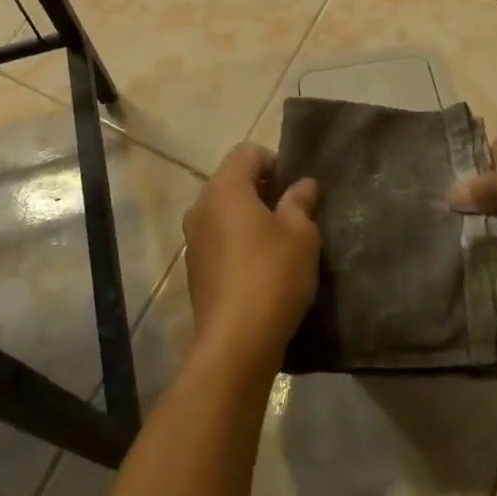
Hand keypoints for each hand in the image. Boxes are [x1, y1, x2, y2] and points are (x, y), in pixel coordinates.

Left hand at [183, 143, 320, 374]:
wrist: (235, 343)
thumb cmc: (272, 276)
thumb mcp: (301, 235)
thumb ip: (300, 202)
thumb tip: (303, 184)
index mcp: (225, 187)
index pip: (248, 152)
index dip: (276, 163)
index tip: (296, 191)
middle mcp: (201, 205)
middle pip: (233, 180)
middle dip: (263, 190)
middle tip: (293, 216)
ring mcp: (193, 237)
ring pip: (224, 211)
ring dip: (250, 218)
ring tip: (279, 244)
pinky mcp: (193, 267)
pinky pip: (218, 238)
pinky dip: (237, 241)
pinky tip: (260, 268)